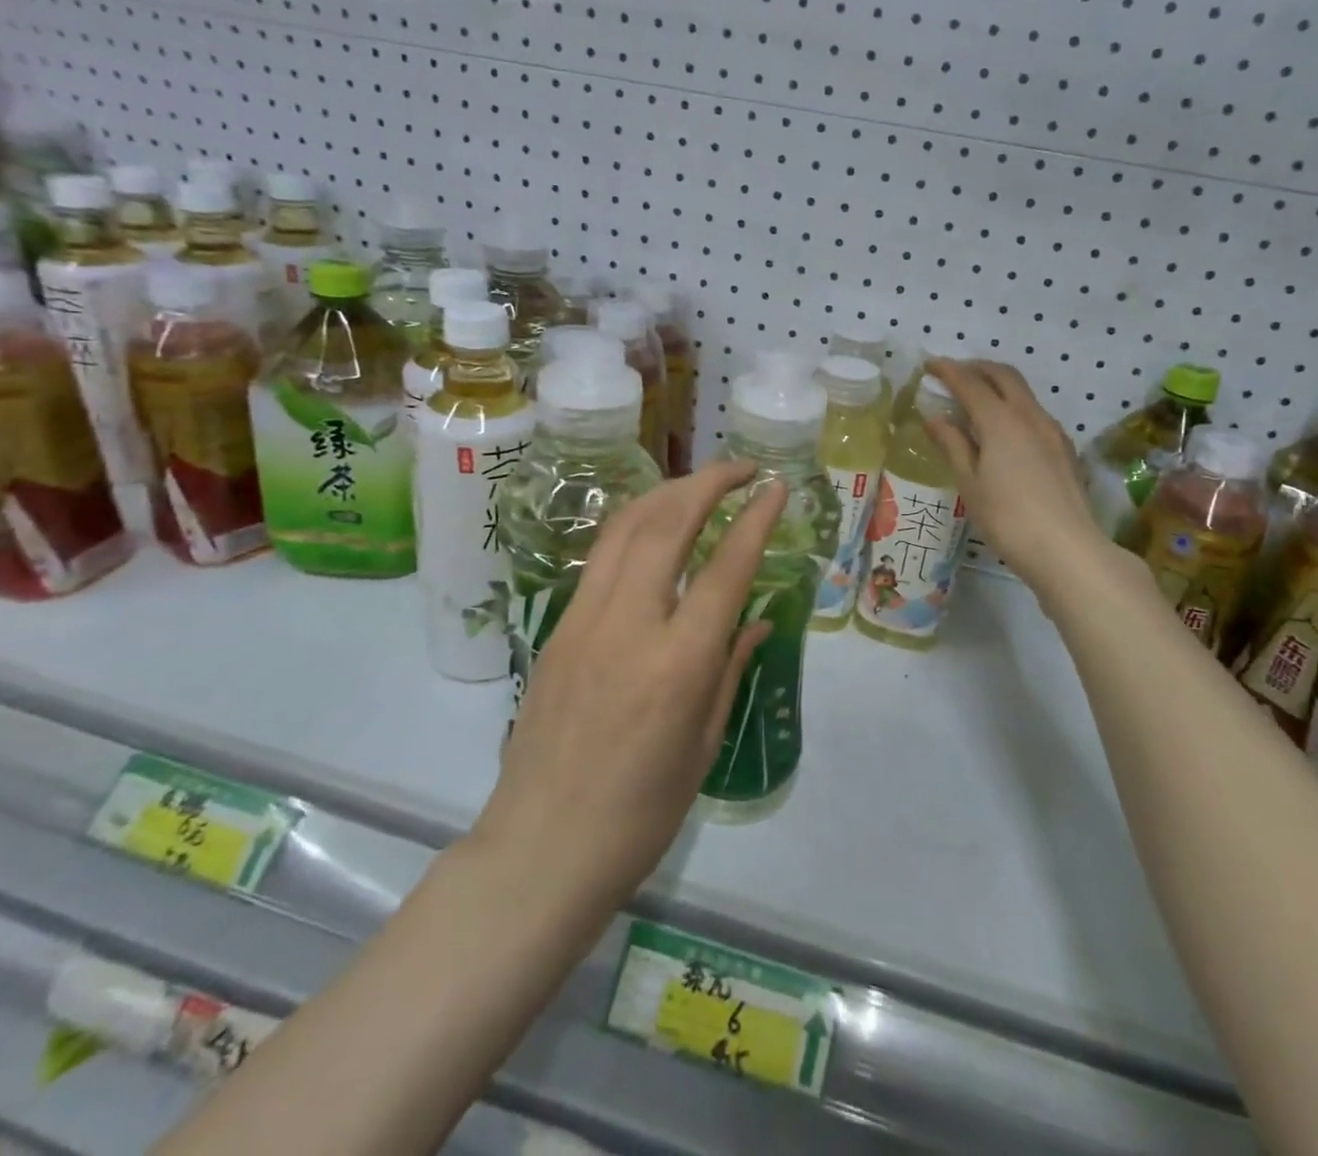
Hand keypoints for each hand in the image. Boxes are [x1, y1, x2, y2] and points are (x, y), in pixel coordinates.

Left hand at [472, 461, 787, 924]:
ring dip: (666, 493)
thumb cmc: (640, 813)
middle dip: (708, 482)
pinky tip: (653, 529)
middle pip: (667, 523)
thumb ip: (729, 668)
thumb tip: (754, 620)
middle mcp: (630, 624)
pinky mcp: (556, 627)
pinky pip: (600, 558)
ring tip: (699, 484)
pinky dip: (634, 526)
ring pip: (624, 527)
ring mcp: (584, 620)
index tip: (775, 487)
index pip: (726, 566)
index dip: (755, 518)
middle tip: (740, 470)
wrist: (541, 848)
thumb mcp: (703, 743)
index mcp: (679, 662)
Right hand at [922, 359, 1110, 585]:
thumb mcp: (970, 484)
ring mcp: (1053, 431)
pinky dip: (1014, 406)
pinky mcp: (1065, 449)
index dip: (948, 371)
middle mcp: (1030, 416)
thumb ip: (953, 446)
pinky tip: (1004, 429)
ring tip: (976, 399)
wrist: (1067, 549)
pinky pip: (1035, 413)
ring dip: (998, 385)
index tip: (930, 364)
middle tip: (955, 373)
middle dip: (977, 367)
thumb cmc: (1008, 519)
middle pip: (1004, 376)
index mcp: (1001, 422)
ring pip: (1024, 393)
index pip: (970, 383)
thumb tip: (934, 418)